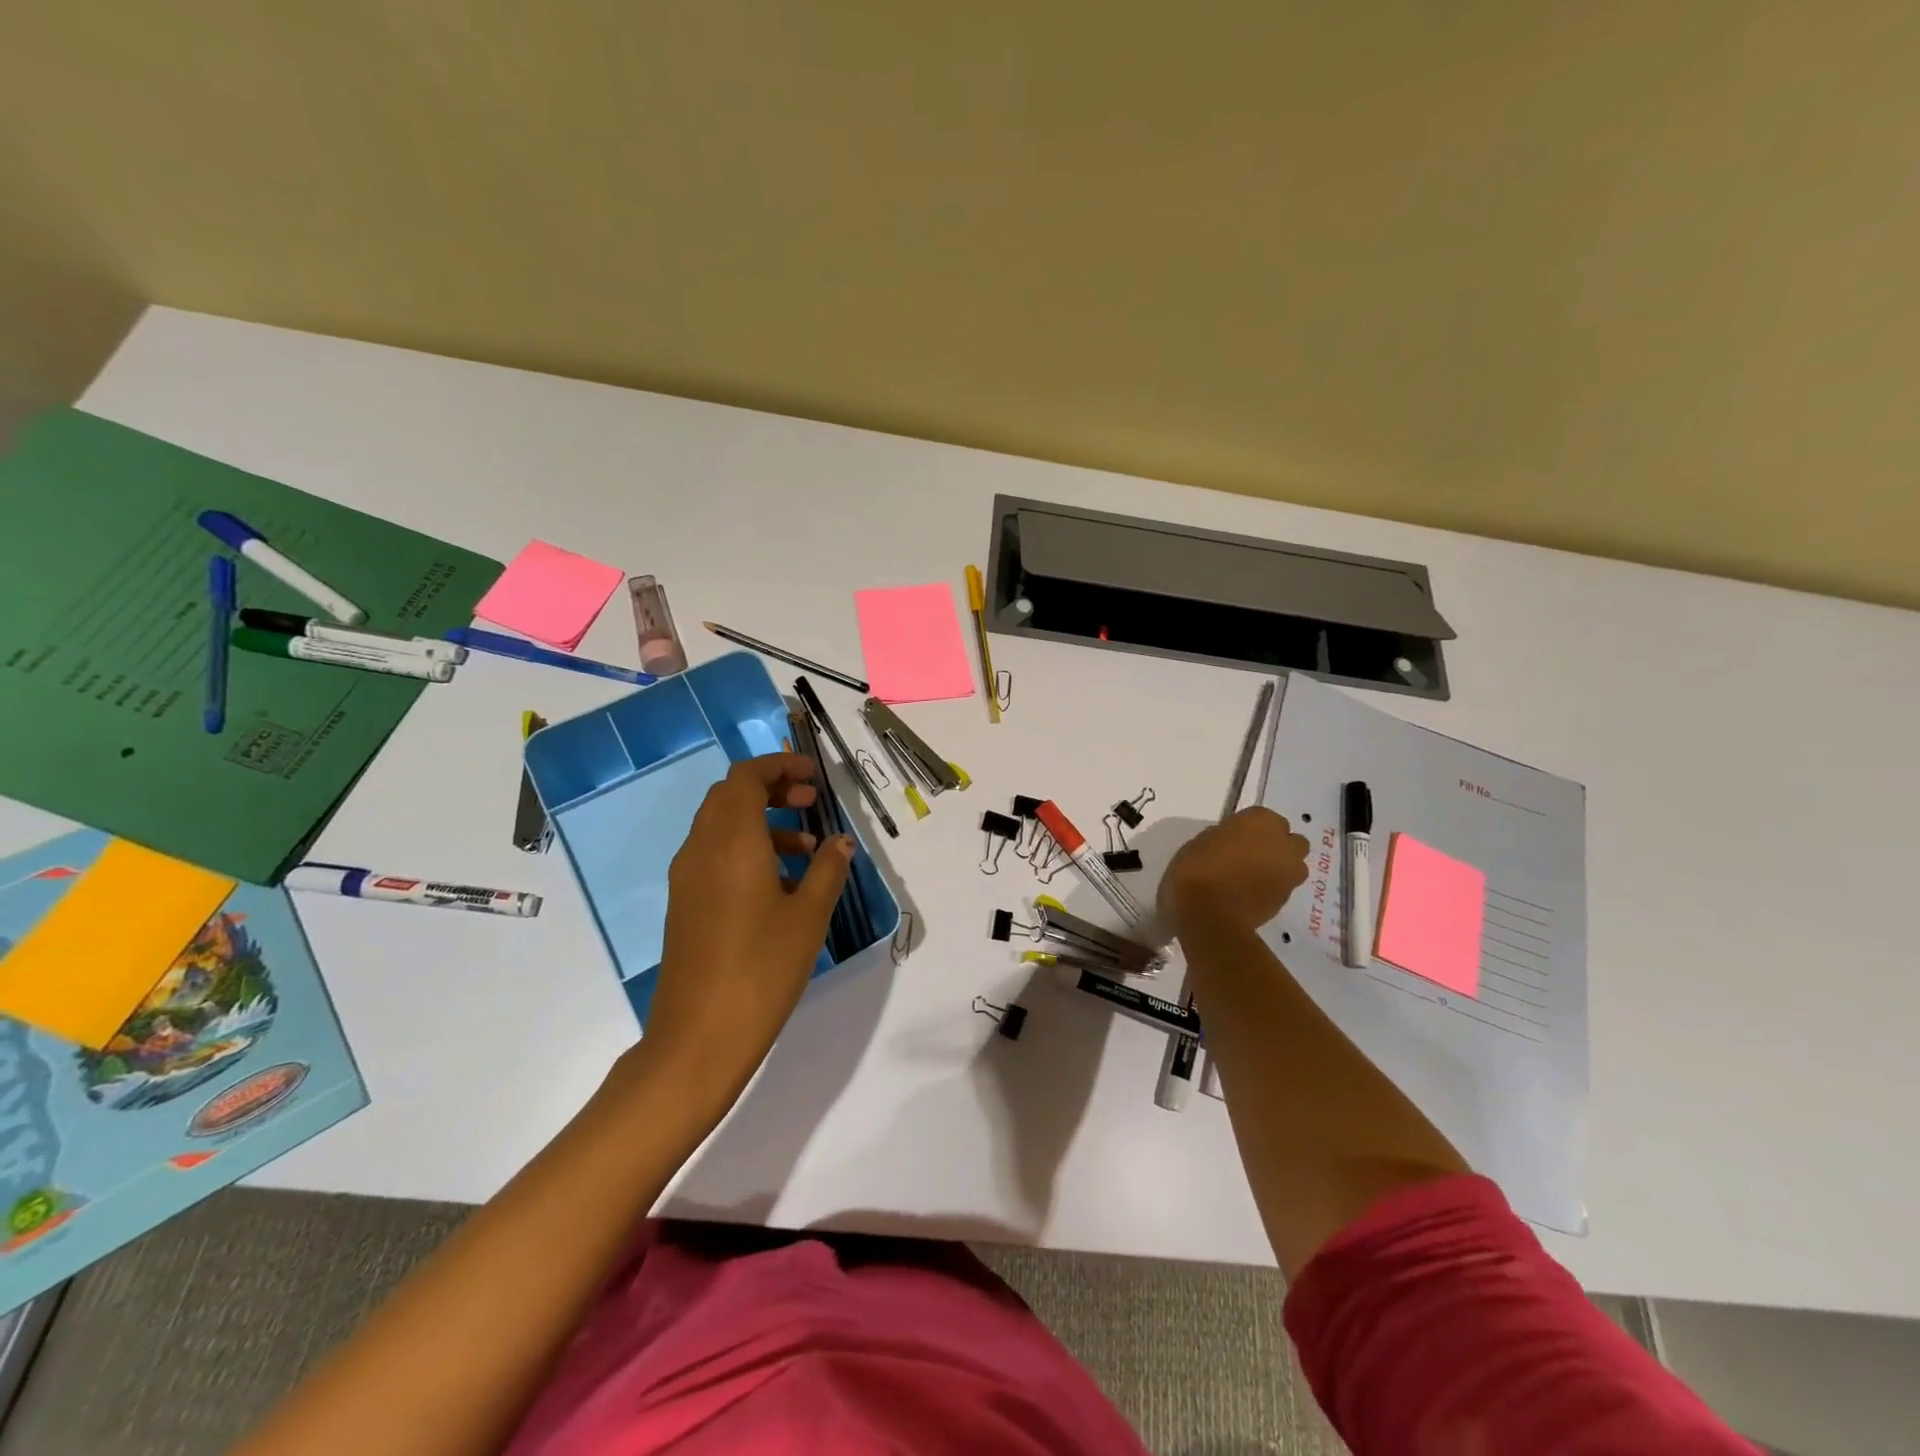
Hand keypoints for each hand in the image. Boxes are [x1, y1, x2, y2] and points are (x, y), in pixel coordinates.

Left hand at [640, 753, 853, 1111]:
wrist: (698, 1037)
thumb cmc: (761, 969)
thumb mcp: (808, 917)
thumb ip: (828, 870)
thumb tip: (840, 842)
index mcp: (731, 842)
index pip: (746, 777)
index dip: (779, 767)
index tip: (813, 775)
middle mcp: (701, 849)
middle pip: (730, 796)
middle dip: (771, 790)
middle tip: (810, 803)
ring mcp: (687, 878)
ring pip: (721, 826)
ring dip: (761, 822)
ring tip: (806, 850)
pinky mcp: (685, 904)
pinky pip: (714, 856)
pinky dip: (746, 850)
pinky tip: (780, 885)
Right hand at [1160, 807, 1310, 936]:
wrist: (1209, 914)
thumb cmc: (1198, 869)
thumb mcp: (1201, 842)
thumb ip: (1224, 837)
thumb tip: (1232, 843)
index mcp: (1261, 821)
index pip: (1262, 817)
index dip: (1248, 828)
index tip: (1232, 837)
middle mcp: (1283, 844)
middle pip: (1289, 840)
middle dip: (1276, 846)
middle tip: (1249, 855)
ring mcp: (1290, 873)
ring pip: (1293, 865)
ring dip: (1279, 867)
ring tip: (1253, 877)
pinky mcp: (1287, 899)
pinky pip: (1283, 887)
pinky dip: (1271, 888)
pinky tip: (1250, 895)